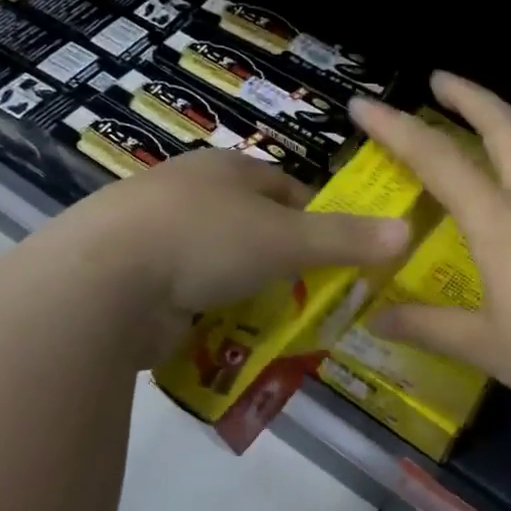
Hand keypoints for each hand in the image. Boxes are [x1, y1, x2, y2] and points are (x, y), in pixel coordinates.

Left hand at [52, 149, 410, 363]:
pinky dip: (210, 318)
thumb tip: (407, 231)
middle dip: (283, 265)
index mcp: (225, 170)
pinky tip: (226, 340)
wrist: (103, 283)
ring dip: (248, 296)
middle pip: (254, 230)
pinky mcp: (136, 281)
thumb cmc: (206, 240)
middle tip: (314, 300)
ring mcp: (157, 238)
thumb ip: (347, 239)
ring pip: (222, 267)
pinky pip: (190, 298)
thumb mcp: (287, 238)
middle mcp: (190, 195)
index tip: (340, 257)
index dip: (317, 220)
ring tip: (275, 327)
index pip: (287, 190)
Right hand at [351, 73, 510, 424]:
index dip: (397, 129)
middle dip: (469, 96)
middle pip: (505, 126)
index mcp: (499, 222)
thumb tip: (378, 320)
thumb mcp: (484, 346)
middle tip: (440, 81)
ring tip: (491, 122)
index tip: (366, 105)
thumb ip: (429, 327)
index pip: (439, 160)